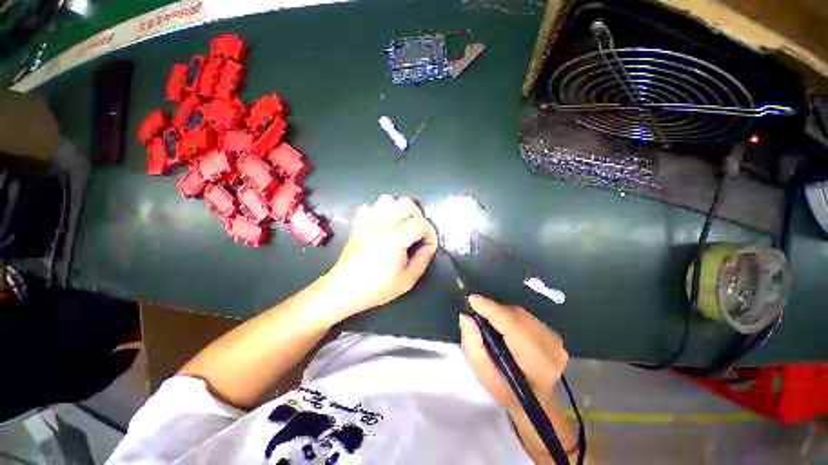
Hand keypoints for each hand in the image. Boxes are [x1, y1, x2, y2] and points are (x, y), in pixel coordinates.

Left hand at [322, 194, 437, 317]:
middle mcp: (381, 224)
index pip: (421, 224)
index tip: (428, 247)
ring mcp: (367, 222)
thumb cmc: (376, 288)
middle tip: (417, 234)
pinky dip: (379, 212)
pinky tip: (382, 227)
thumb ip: (422, 261)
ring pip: (387, 199)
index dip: (430, 234)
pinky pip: (369, 207)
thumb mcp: (406, 281)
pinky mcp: (358, 224)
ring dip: (398, 210)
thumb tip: (428, 247)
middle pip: (406, 204)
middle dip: (417, 217)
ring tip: (400, 227)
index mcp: (394, 239)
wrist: (344, 288)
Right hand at [459, 295, 568, 409]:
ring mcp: (558, 341)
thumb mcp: (485, 378)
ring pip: (526, 316)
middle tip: (477, 311)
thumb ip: (474, 348)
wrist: (537, 402)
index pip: (512, 326)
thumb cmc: (508, 394)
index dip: (492, 310)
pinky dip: (516, 320)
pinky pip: (532, 321)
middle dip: (496, 311)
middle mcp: (551, 347)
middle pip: (520, 317)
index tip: (472, 299)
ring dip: (506, 315)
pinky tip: (507, 329)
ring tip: (490, 320)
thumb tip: (466, 318)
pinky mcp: (558, 337)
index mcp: (536, 362)